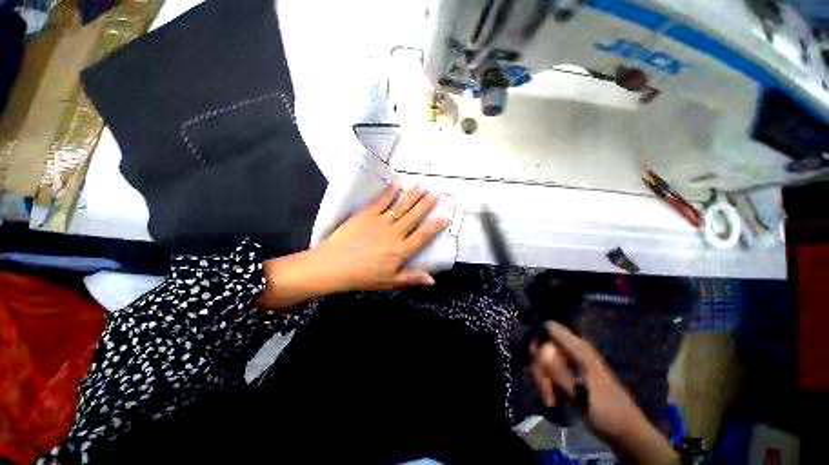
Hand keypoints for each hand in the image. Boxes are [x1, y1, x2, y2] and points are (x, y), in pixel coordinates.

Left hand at [314, 185, 448, 291]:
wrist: (334, 265)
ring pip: (401, 207)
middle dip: (426, 205)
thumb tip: (432, 280)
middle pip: (414, 217)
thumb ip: (412, 278)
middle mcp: (394, 233)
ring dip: (412, 196)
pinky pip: (381, 201)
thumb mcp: (390, 282)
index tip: (445, 216)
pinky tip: (397, 184)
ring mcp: (380, 222)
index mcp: (401, 250)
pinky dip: (390, 192)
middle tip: (435, 194)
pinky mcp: (366, 215)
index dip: (435, 226)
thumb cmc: (363, 276)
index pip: (422, 236)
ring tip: (421, 187)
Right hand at [530, 322, 642, 440]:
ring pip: (544, 360)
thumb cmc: (606, 409)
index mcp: (579, 348)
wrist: (625, 430)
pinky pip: (549, 371)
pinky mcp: (569, 373)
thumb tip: (538, 348)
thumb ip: (557, 371)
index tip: (537, 363)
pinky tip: (552, 399)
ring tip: (550, 400)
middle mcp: (573, 349)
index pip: (550, 328)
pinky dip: (547, 384)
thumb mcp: (581, 394)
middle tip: (545, 392)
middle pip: (543, 346)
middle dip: (540, 368)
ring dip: (543, 379)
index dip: (539, 339)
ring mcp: (571, 361)